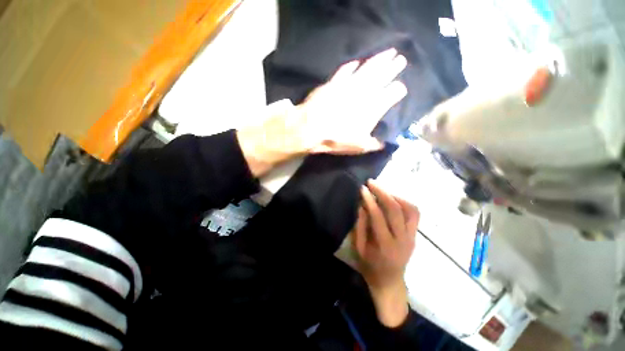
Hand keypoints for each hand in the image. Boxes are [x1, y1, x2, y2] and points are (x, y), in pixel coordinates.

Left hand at [298, 48, 407, 153]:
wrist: (312, 127)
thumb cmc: (337, 138)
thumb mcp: (358, 146)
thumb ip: (373, 144)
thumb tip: (383, 144)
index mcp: (374, 107)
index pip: (393, 93)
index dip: (398, 90)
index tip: (401, 88)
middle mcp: (364, 91)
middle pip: (383, 75)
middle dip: (394, 67)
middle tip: (402, 59)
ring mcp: (349, 84)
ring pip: (368, 68)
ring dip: (379, 59)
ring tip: (389, 51)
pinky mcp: (334, 82)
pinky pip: (345, 70)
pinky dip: (352, 66)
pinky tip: (356, 62)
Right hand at [351, 180, 419, 326]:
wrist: (390, 282)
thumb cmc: (370, 266)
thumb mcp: (359, 248)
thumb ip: (361, 226)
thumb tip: (362, 205)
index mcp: (385, 245)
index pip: (378, 216)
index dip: (370, 200)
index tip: (363, 188)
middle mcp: (402, 240)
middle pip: (396, 209)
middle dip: (382, 192)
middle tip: (372, 182)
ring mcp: (412, 237)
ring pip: (410, 209)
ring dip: (395, 195)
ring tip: (382, 190)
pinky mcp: (415, 235)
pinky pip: (414, 214)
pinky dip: (405, 203)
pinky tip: (393, 199)